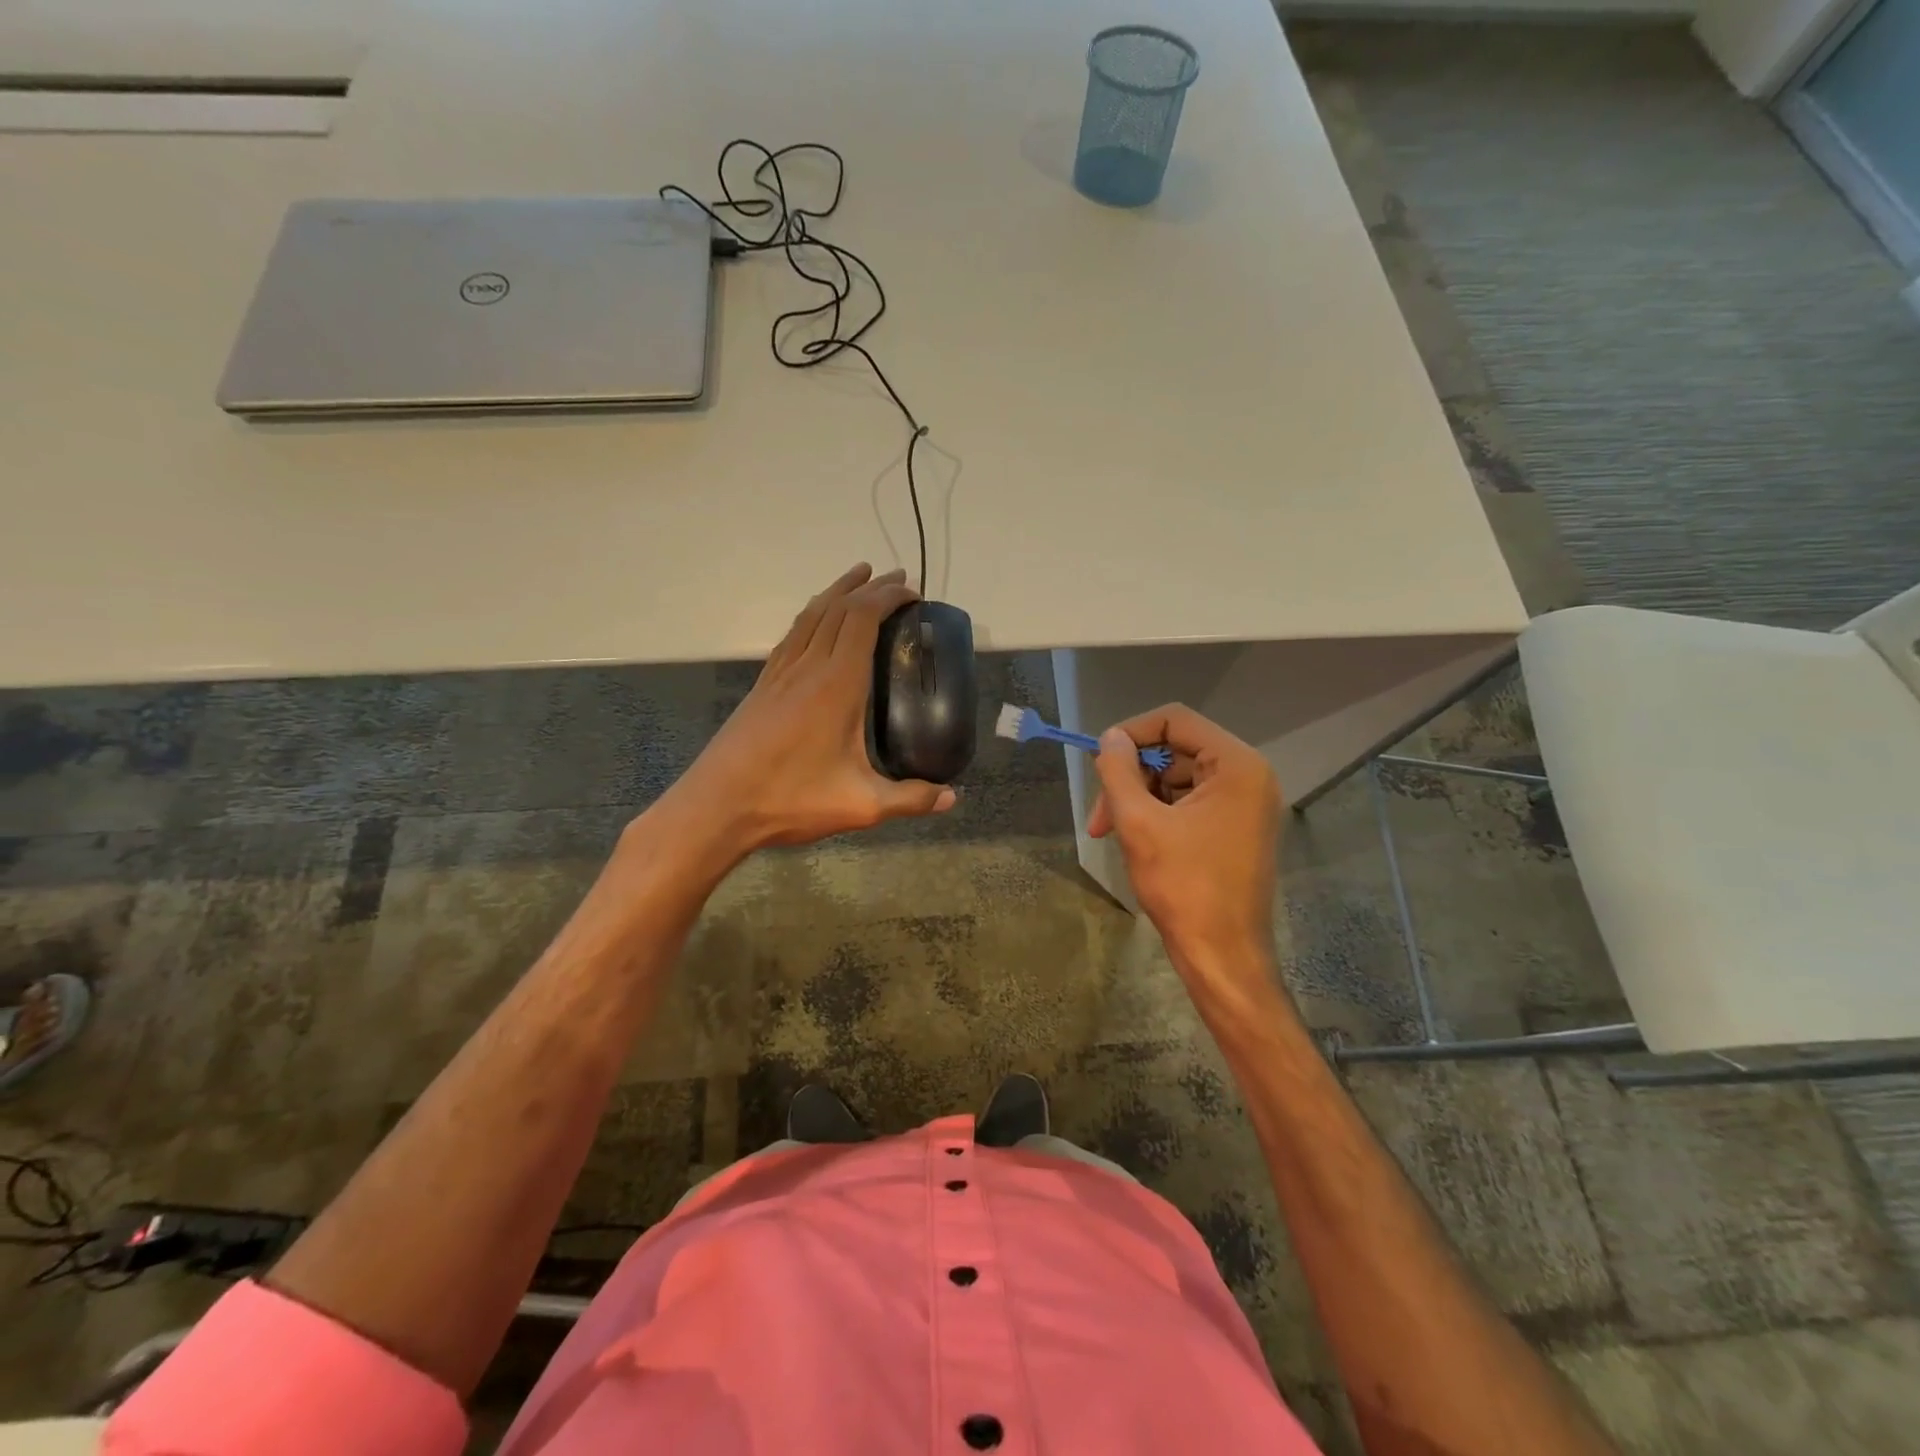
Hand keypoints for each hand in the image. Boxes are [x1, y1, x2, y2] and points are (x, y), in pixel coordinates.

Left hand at [659, 564, 956, 858]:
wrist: (718, 805)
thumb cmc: (791, 799)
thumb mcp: (860, 806)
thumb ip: (910, 799)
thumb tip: (951, 799)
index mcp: (837, 684)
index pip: (863, 618)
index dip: (889, 597)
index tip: (914, 594)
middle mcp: (808, 666)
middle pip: (839, 607)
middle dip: (870, 586)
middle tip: (898, 579)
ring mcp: (780, 673)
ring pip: (811, 614)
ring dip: (838, 591)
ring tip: (859, 577)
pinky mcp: (763, 685)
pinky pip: (793, 633)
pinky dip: (813, 614)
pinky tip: (816, 621)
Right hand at [1089, 704, 1282, 989]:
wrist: (1222, 956)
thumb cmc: (1183, 887)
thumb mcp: (1139, 823)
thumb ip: (1118, 770)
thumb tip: (1110, 738)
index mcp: (1236, 765)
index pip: (1176, 720)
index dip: (1132, 733)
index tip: (1099, 762)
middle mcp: (1248, 776)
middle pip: (1175, 751)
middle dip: (1131, 777)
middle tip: (1100, 816)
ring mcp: (1244, 805)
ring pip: (1177, 780)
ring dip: (1139, 799)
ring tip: (1111, 834)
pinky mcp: (1235, 829)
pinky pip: (1188, 804)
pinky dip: (1157, 815)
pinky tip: (1136, 842)